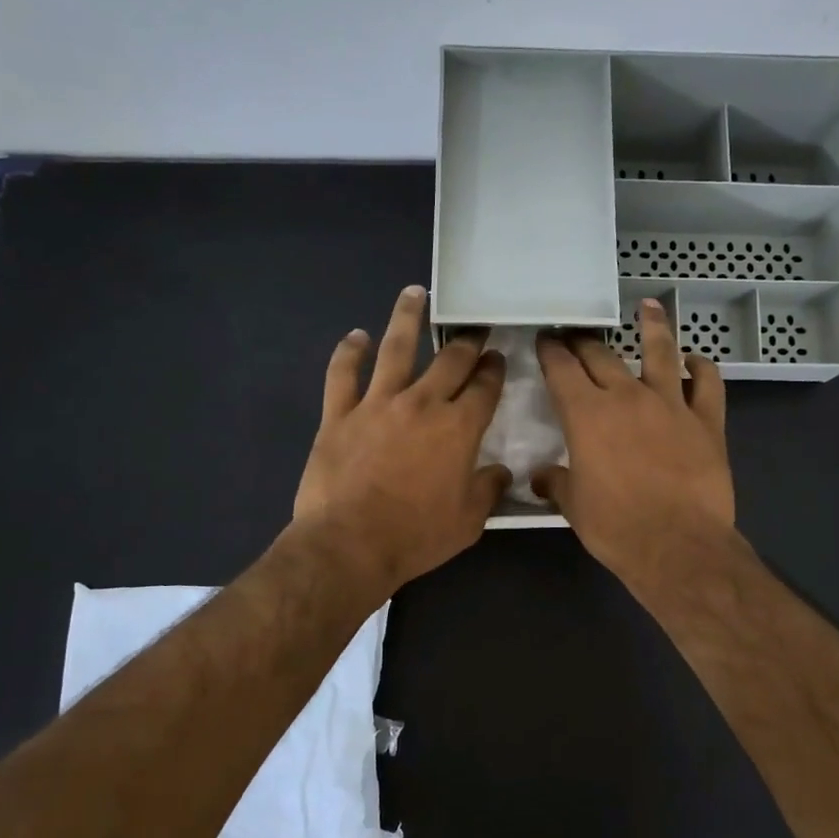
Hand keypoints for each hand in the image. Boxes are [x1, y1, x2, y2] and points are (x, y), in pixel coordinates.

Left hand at [293, 286, 510, 595]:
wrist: (350, 545)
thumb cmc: (416, 536)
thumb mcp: (468, 522)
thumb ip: (488, 490)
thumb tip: (500, 471)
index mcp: (459, 428)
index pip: (484, 387)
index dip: (493, 369)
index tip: (496, 358)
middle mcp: (422, 404)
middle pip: (449, 360)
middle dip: (466, 340)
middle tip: (473, 326)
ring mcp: (377, 404)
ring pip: (395, 348)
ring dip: (407, 317)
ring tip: (414, 292)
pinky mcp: (338, 414)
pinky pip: (342, 374)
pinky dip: (348, 352)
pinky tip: (355, 336)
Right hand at [533, 300, 736, 591]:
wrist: (678, 546)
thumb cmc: (616, 527)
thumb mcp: (574, 507)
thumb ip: (556, 483)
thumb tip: (542, 477)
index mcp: (586, 415)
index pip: (562, 368)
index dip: (550, 350)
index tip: (546, 339)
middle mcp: (627, 397)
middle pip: (602, 355)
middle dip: (584, 341)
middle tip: (577, 333)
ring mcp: (671, 404)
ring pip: (661, 352)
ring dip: (653, 327)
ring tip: (649, 306)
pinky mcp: (707, 420)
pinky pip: (708, 382)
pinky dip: (701, 368)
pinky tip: (695, 361)